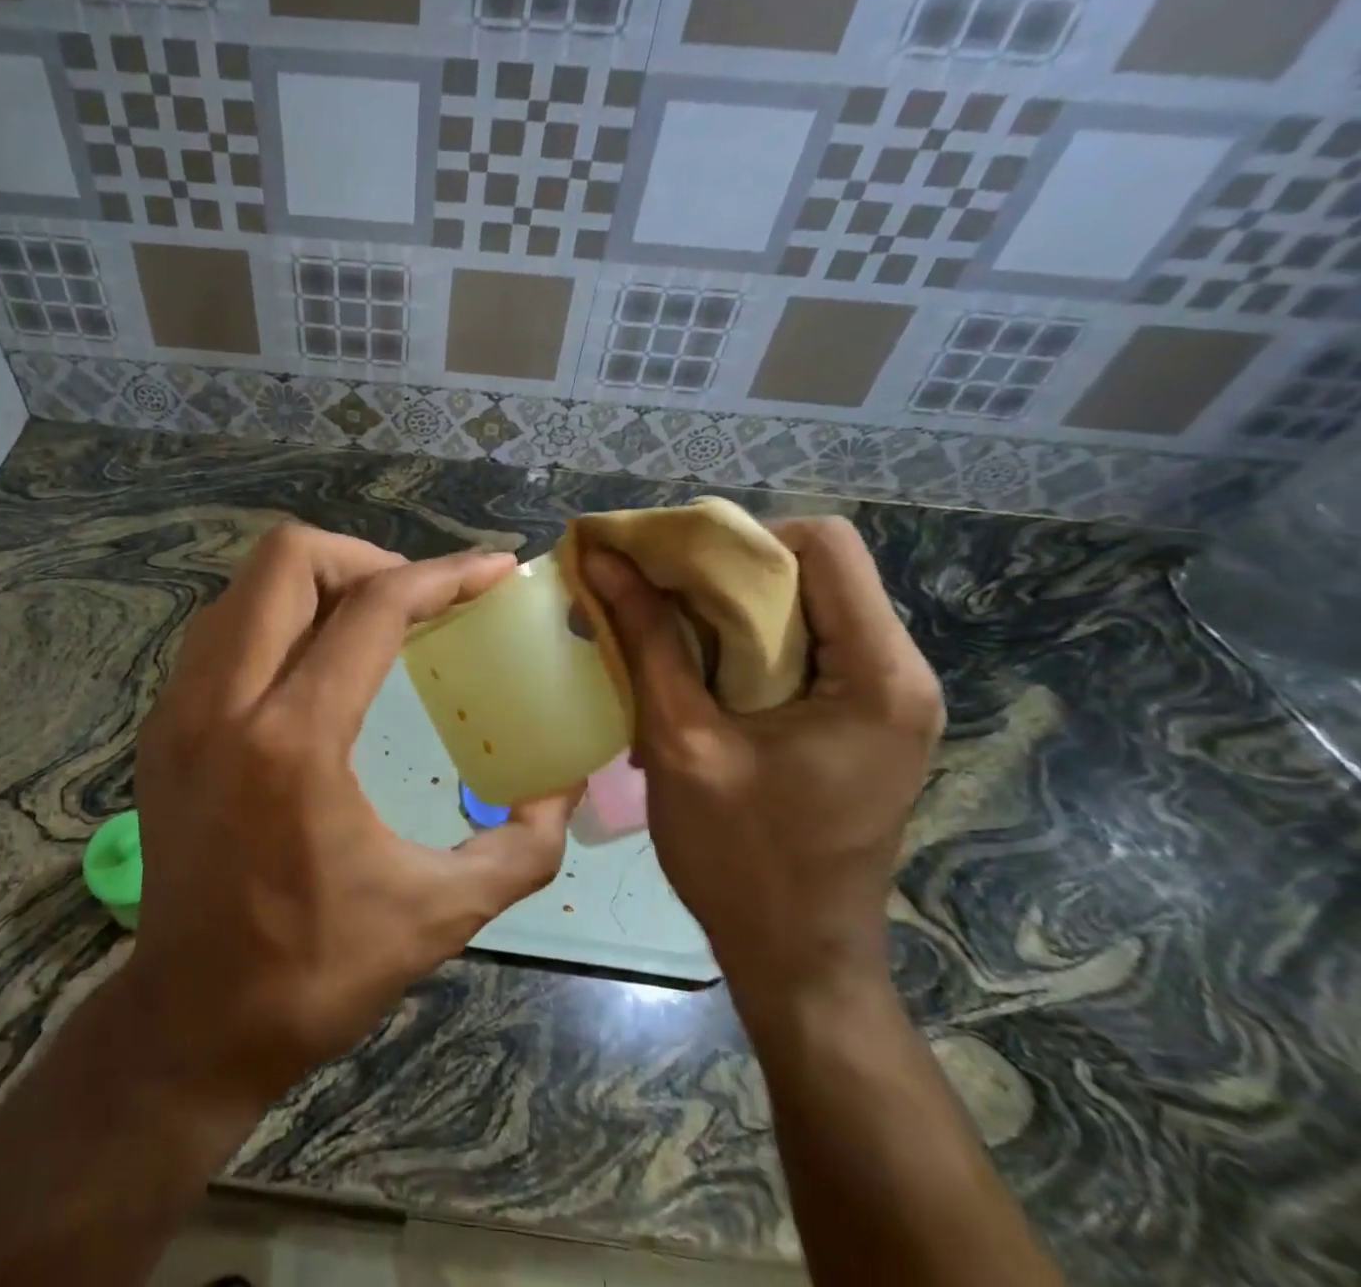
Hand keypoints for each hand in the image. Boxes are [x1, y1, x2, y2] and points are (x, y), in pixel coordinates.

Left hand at [124, 523, 576, 1111]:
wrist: (189, 1024)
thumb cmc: (315, 971)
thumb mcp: (441, 914)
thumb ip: (522, 844)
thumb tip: (563, 784)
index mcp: (295, 741)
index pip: (373, 608)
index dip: (443, 576)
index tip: (493, 570)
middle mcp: (223, 704)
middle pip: (286, 558)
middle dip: (366, 558)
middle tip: (416, 600)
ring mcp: (179, 709)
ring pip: (245, 586)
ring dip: (317, 584)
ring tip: (370, 623)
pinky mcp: (161, 726)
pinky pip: (223, 630)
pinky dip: (277, 620)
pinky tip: (316, 668)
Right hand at [580, 518, 942, 1010]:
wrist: (797, 960)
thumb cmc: (742, 858)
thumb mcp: (682, 740)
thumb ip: (647, 639)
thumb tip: (602, 559)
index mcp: (878, 674)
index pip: (823, 544)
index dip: (740, 539)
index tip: (669, 568)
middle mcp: (897, 672)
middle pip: (813, 571)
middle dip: (723, 571)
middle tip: (647, 592)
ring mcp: (882, 698)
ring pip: (802, 606)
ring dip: (725, 608)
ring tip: (659, 627)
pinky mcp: (858, 719)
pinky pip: (800, 647)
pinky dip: (739, 642)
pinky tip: (689, 668)